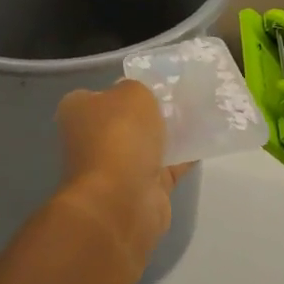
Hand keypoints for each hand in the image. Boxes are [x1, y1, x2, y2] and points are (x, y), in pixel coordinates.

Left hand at [53, 81, 189, 265]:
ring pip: (147, 144)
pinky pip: (166, 166)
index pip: (101, 93)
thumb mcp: (132, 93)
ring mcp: (116, 167)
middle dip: (151, 112)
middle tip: (182, 97)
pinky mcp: (141, 190)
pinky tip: (205, 142)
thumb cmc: (119, 136)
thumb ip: (138, 88)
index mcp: (78, 111)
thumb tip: (137, 97)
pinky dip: (183, 157)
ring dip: (168, 134)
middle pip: (126, 119)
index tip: (155, 83)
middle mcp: (92, 139)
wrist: (122, 201)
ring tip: (200, 114)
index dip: (126, 87)